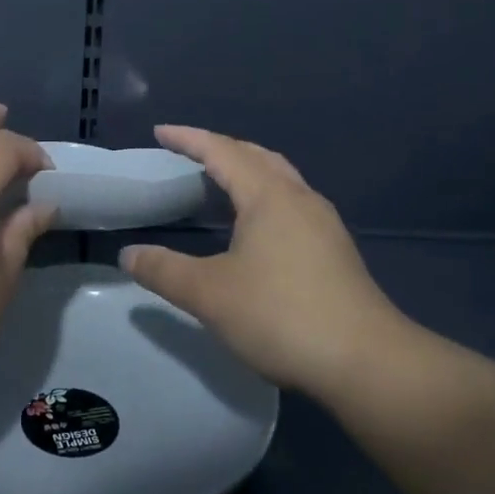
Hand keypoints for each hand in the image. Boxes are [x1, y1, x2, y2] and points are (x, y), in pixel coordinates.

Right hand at [120, 126, 417, 400]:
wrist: (366, 361)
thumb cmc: (282, 316)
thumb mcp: (210, 294)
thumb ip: (165, 270)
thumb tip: (128, 254)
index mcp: (268, 195)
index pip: (221, 151)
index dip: (188, 139)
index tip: (160, 132)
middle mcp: (299, 197)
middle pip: (256, 156)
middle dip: (220, 148)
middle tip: (189, 152)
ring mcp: (323, 223)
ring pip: (280, 178)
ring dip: (247, 170)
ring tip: (221, 182)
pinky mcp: (336, 250)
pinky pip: (292, 202)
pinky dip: (265, 196)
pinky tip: (258, 226)